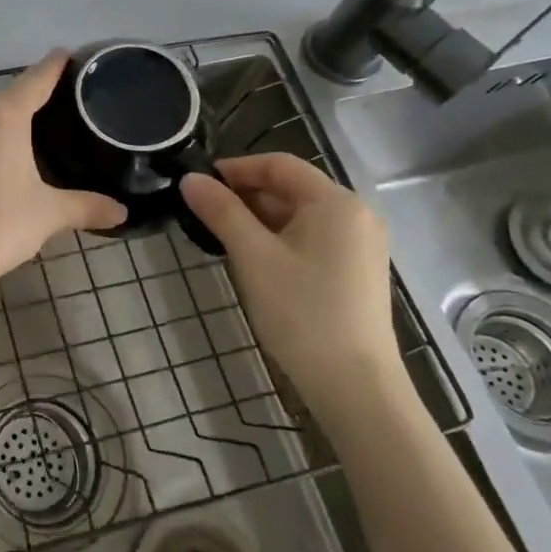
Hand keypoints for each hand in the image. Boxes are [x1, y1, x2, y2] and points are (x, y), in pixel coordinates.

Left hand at [0, 51, 126, 296]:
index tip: (73, 54)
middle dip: (40, 97)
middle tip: (74, 106)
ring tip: (49, 129)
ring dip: (16, 118)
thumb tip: (122, 212)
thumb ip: (87, 206)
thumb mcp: (48, 214)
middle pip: (14, 94)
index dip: (57, 65)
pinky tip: (14, 152)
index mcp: (3, 115)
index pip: (37, 77)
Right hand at [180, 154, 401, 425]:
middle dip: (245, 195)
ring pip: (299, 215)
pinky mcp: (356, 270)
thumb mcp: (253, 256)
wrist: (354, 386)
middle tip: (203, 212)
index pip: (279, 165)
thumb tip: (190, 179)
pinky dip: (279, 238)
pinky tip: (253, 258)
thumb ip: (221, 211)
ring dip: (259, 218)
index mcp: (336, 202)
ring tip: (220, 235)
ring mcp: (360, 244)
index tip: (199, 183)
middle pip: (291, 188)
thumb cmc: (302, 312)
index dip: (236, 168)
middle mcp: (356, 215)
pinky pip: (312, 238)